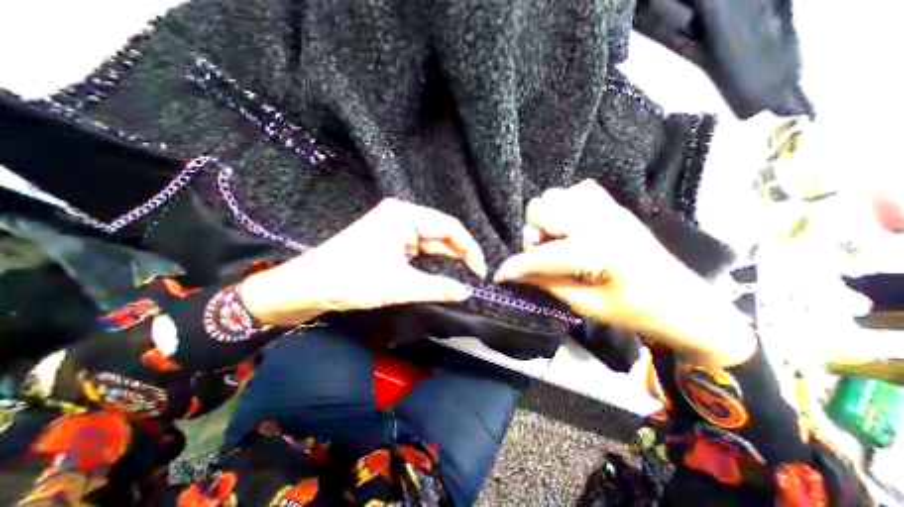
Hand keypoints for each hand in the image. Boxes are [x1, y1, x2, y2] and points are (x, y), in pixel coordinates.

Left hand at [235, 198, 482, 323]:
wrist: (308, 286)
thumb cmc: (352, 280)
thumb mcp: (400, 286)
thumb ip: (438, 288)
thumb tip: (466, 292)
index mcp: (404, 215)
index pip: (450, 227)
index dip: (470, 249)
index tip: (480, 272)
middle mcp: (401, 214)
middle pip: (441, 232)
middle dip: (459, 253)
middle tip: (473, 276)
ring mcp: (394, 226)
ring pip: (430, 240)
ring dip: (445, 257)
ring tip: (462, 275)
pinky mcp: (389, 238)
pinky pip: (417, 247)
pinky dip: (430, 260)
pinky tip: (439, 270)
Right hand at [493, 181, 756, 365]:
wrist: (683, 301)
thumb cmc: (636, 310)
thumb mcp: (586, 305)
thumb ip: (547, 283)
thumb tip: (516, 273)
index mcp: (598, 250)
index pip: (541, 255)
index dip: (515, 267)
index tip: (499, 275)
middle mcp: (600, 220)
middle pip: (541, 209)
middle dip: (532, 234)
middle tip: (541, 254)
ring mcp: (608, 208)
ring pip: (555, 196)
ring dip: (546, 218)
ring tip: (556, 240)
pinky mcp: (613, 206)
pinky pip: (577, 190)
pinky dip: (565, 205)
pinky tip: (571, 226)